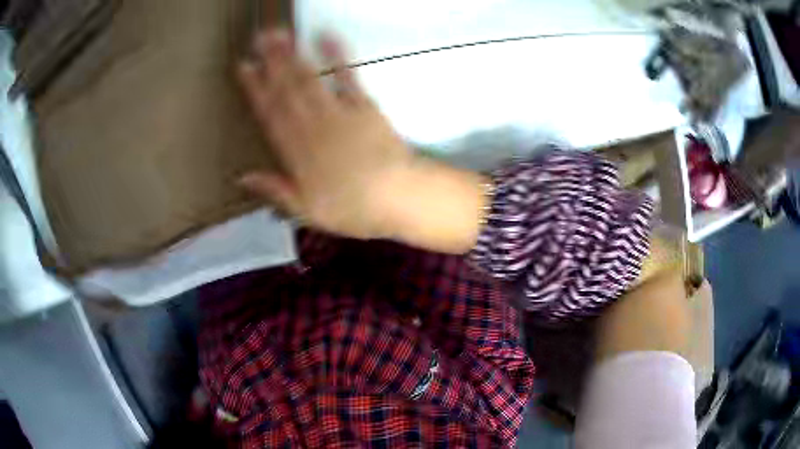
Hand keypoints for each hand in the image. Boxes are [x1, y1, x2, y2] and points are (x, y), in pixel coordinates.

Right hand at [237, 29, 414, 238]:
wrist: (398, 196)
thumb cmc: (353, 209)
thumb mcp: (307, 211)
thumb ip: (275, 190)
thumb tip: (242, 177)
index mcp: (296, 152)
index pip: (269, 113)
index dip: (255, 88)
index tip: (244, 67)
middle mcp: (311, 127)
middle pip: (287, 90)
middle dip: (272, 62)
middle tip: (260, 37)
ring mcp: (338, 113)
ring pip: (309, 80)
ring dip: (293, 55)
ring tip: (280, 34)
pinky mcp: (364, 105)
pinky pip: (347, 76)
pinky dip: (337, 56)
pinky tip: (326, 37)